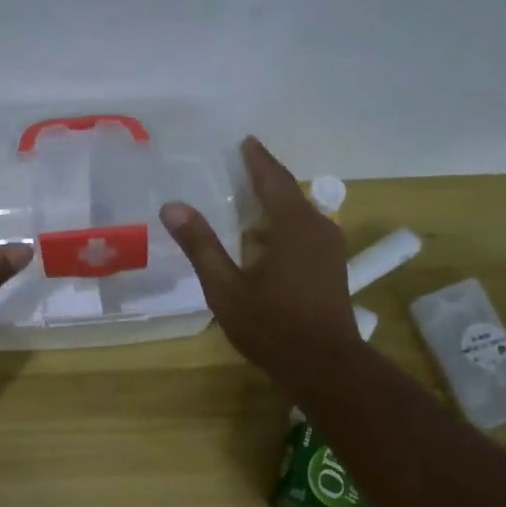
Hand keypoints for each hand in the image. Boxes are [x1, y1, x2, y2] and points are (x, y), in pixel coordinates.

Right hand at [161, 136, 363, 393]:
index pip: (272, 178)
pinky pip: (306, 233)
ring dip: (275, 207)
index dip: (256, 159)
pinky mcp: (332, 268)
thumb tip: (172, 207)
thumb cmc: (272, 326)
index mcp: (292, 225)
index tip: (244, 141)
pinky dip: (284, 228)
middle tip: (238, 170)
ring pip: (299, 215)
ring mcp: (330, 248)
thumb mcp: (226, 289)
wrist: (325, 365)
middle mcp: (318, 227)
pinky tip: (266, 243)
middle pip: (288, 194)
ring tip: (247, 205)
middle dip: (264, 180)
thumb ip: (201, 246)